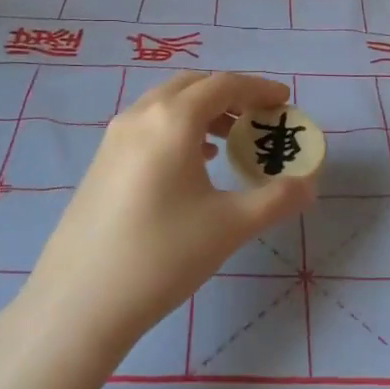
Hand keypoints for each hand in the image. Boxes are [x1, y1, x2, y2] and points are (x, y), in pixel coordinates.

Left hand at [25, 72, 315, 345]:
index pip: (223, 85)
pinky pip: (147, 126)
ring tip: (229, 141)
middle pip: (192, 86)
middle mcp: (139, 116)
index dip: (258, 88)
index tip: (284, 101)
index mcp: (172, 120)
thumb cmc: (163, 255)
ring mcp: (114, 138)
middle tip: (259, 119)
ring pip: (165, 105)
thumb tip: (309, 185)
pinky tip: (192, 164)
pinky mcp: (100, 162)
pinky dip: (177, 129)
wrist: (80, 302)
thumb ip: (277, 200)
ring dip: (201, 111)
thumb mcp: (230, 226)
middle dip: (230, 95)